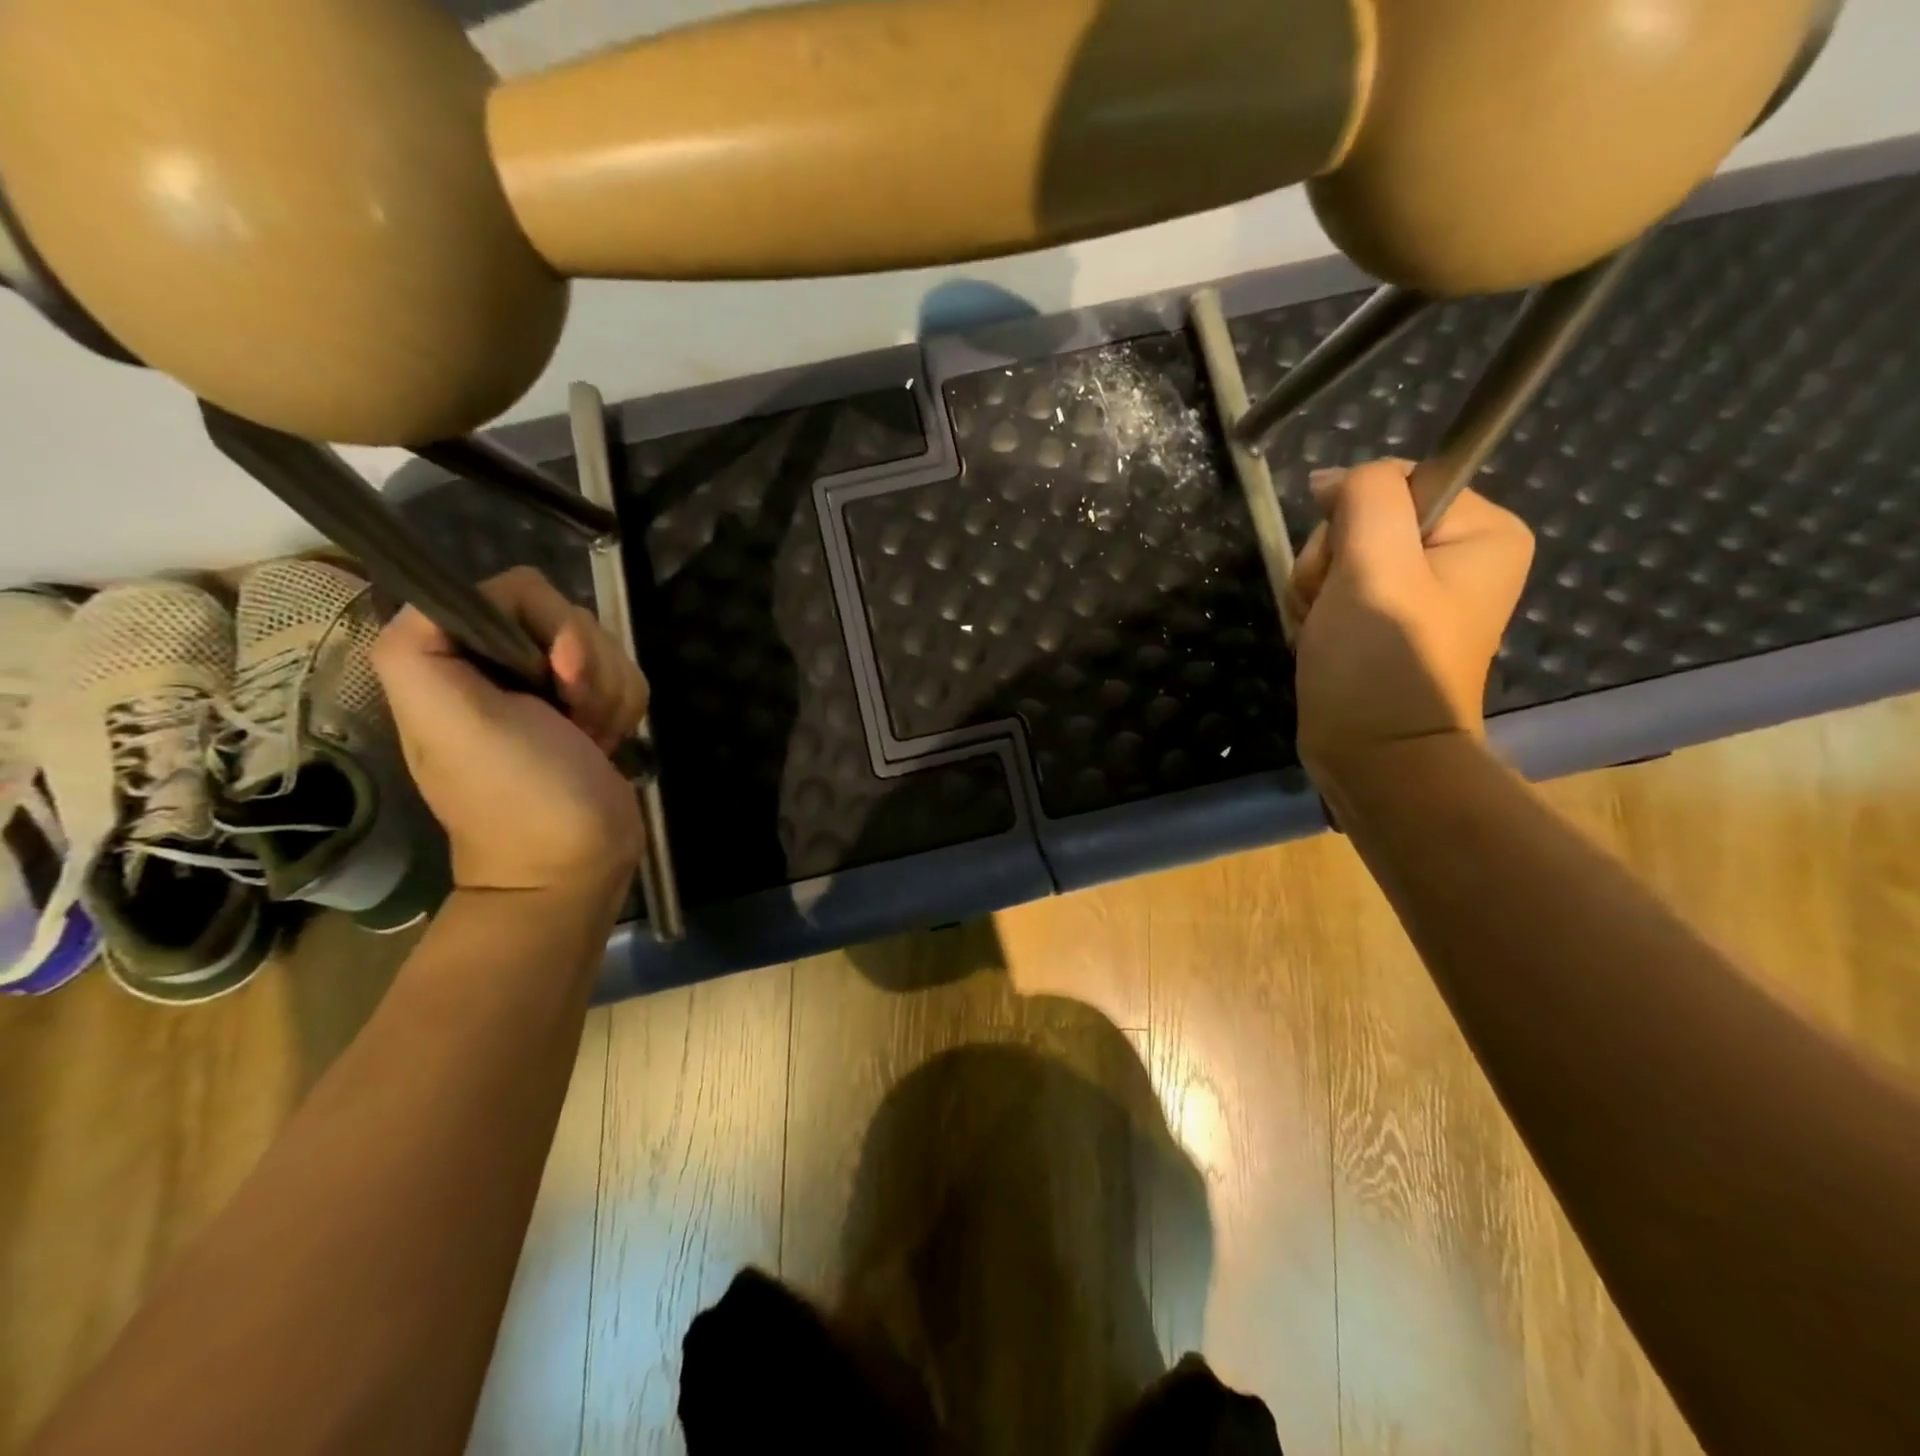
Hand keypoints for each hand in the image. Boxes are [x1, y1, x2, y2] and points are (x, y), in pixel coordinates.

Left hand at [372, 567, 647, 893]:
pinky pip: (625, 675)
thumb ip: (422, 648)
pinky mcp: (587, 706)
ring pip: (605, 646)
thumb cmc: (518, 795)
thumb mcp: (450, 721)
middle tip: (574, 719)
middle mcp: (498, 661)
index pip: (519, 590)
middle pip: (570, 615)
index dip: (552, 628)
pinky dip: (625, 709)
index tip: (558, 679)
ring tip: (588, 739)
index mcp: (454, 655)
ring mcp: (548, 685)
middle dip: (589, 668)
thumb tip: (466, 604)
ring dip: (610, 694)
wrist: (573, 864)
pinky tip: (604, 744)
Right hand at [1284, 460, 1533, 781]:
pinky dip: (1316, 613)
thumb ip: (1366, 498)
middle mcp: (1459, 555)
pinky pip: (1335, 591)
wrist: (1375, 758)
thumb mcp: (1375, 566)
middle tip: (1332, 606)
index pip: (1394, 481)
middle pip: (1362, 520)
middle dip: (1329, 562)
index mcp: (1482, 532)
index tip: (1344, 568)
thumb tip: (1336, 478)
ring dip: (1315, 590)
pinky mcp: (1385, 621)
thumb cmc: (1381, 663)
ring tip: (1324, 630)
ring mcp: (1419, 591)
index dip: (1350, 517)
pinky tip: (1320, 640)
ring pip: (1338, 557)